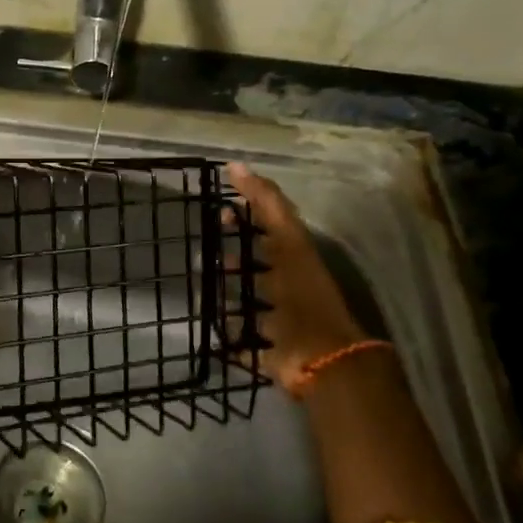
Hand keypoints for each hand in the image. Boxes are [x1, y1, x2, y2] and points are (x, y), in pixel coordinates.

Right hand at [227, 162, 368, 387]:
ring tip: (201, 286)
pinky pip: (242, 341)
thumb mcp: (287, 241)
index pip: (269, 228)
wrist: (320, 357)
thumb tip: (236, 164)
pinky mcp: (267, 350)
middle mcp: (287, 287)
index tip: (220, 208)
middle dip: (233, 257)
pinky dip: (228, 336)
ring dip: (228, 294)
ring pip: (248, 301)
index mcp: (294, 259)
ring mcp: (278, 320)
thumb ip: (267, 203)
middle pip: (258, 265)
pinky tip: (210, 328)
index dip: (247, 216)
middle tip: (205, 250)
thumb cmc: (303, 294)